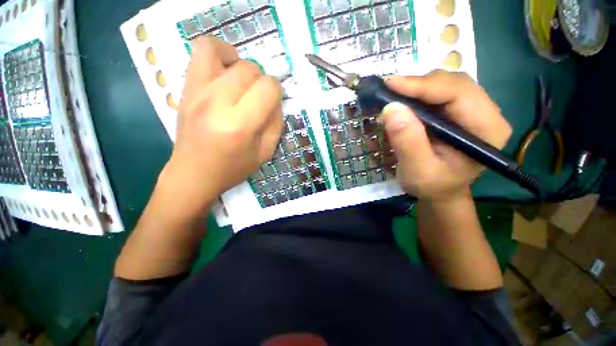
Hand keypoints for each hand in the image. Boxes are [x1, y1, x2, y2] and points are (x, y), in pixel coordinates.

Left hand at [162, 36, 282, 210]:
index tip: (272, 103)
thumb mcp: (265, 153)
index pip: (268, 88)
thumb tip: (276, 100)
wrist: (193, 174)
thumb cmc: (233, 168)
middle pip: (249, 69)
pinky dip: (217, 52)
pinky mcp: (186, 88)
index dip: (276, 92)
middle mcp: (217, 103)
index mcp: (240, 125)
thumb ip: (276, 123)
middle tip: (257, 98)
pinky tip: (224, 71)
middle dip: (261, 81)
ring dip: (240, 62)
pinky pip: (200, 51)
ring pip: (223, 51)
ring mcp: (197, 92)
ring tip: (241, 80)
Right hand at [382, 71, 511, 202]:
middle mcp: (486, 114)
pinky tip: (404, 101)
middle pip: (454, 83)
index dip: (424, 85)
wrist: (440, 191)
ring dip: (417, 88)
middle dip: (419, 85)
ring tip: (394, 96)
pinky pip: (439, 93)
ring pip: (446, 84)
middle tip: (389, 91)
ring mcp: (473, 110)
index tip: (391, 84)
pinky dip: (418, 94)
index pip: (459, 93)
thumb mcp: (417, 170)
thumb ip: (407, 142)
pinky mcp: (458, 111)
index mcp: (486, 130)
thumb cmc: (432, 185)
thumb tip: (391, 108)